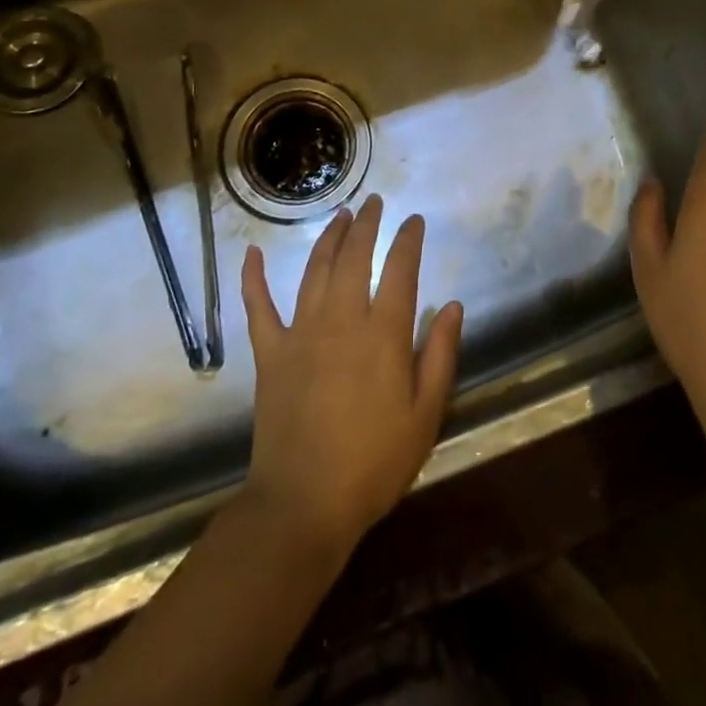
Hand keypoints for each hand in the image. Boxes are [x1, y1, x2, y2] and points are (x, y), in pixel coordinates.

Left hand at [240, 195, 464, 559]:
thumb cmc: (374, 463)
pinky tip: (253, 253)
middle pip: (354, 257)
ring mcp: (301, 333)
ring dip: (329, 238)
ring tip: (341, 216)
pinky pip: (258, 306)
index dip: (408, 240)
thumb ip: (440, 355)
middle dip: (367, 225)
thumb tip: (452, 306)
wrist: (304, 503)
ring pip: (315, 270)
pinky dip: (254, 277)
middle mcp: (342, 320)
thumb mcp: (425, 415)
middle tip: (375, 202)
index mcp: (383, 334)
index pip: (399, 270)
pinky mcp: (270, 353)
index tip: (414, 220)